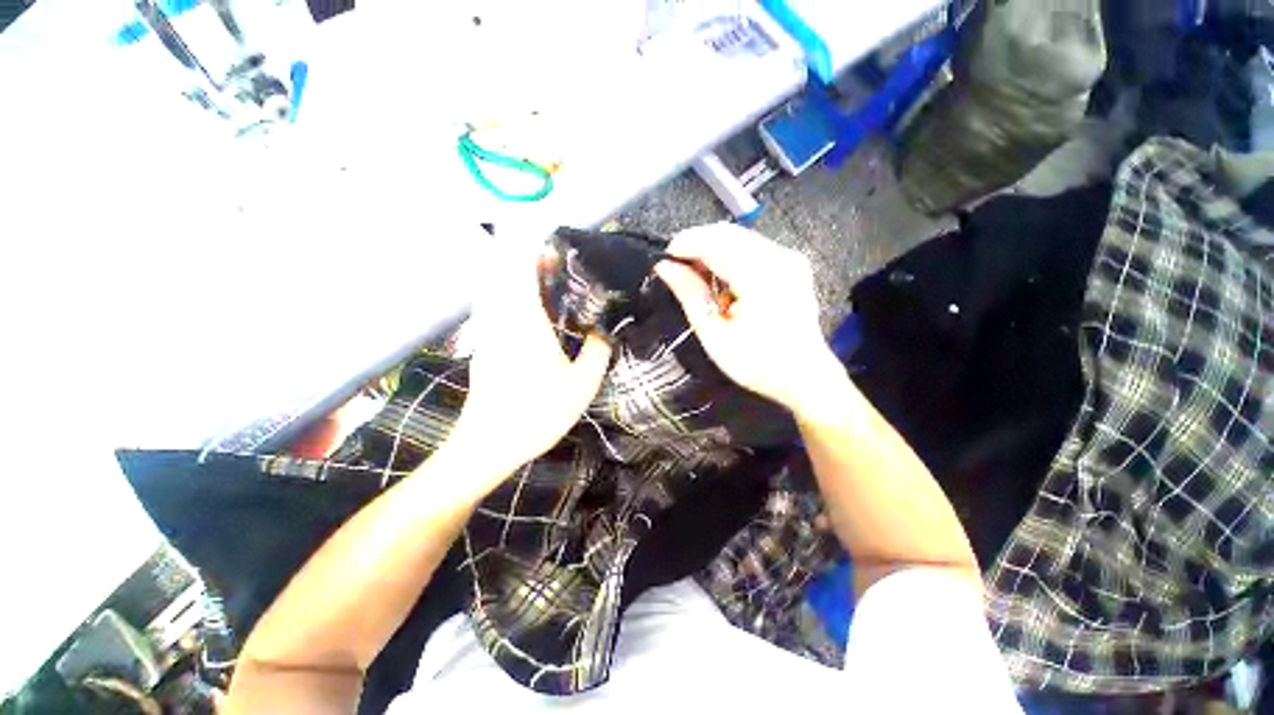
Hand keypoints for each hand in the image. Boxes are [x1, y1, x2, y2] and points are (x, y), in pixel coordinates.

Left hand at [446, 242, 611, 486]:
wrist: (487, 445)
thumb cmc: (536, 412)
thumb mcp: (581, 384)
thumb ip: (597, 351)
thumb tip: (604, 330)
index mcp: (524, 320)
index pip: (521, 267)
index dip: (534, 246)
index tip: (556, 240)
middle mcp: (500, 317)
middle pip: (505, 270)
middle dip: (528, 257)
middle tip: (559, 260)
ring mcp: (488, 330)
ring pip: (498, 287)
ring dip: (519, 276)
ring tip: (549, 280)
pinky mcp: (484, 344)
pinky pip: (496, 305)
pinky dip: (512, 295)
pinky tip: (534, 310)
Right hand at [654, 223, 839, 411]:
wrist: (804, 376)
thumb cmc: (756, 363)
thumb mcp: (715, 335)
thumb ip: (690, 294)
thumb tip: (664, 267)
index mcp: (760, 277)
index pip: (714, 242)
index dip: (685, 243)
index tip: (664, 258)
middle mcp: (779, 258)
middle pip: (728, 233)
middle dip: (697, 244)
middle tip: (678, 268)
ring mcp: (790, 258)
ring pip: (740, 237)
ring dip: (713, 249)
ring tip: (698, 276)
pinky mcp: (792, 263)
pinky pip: (753, 247)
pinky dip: (731, 255)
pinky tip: (722, 279)